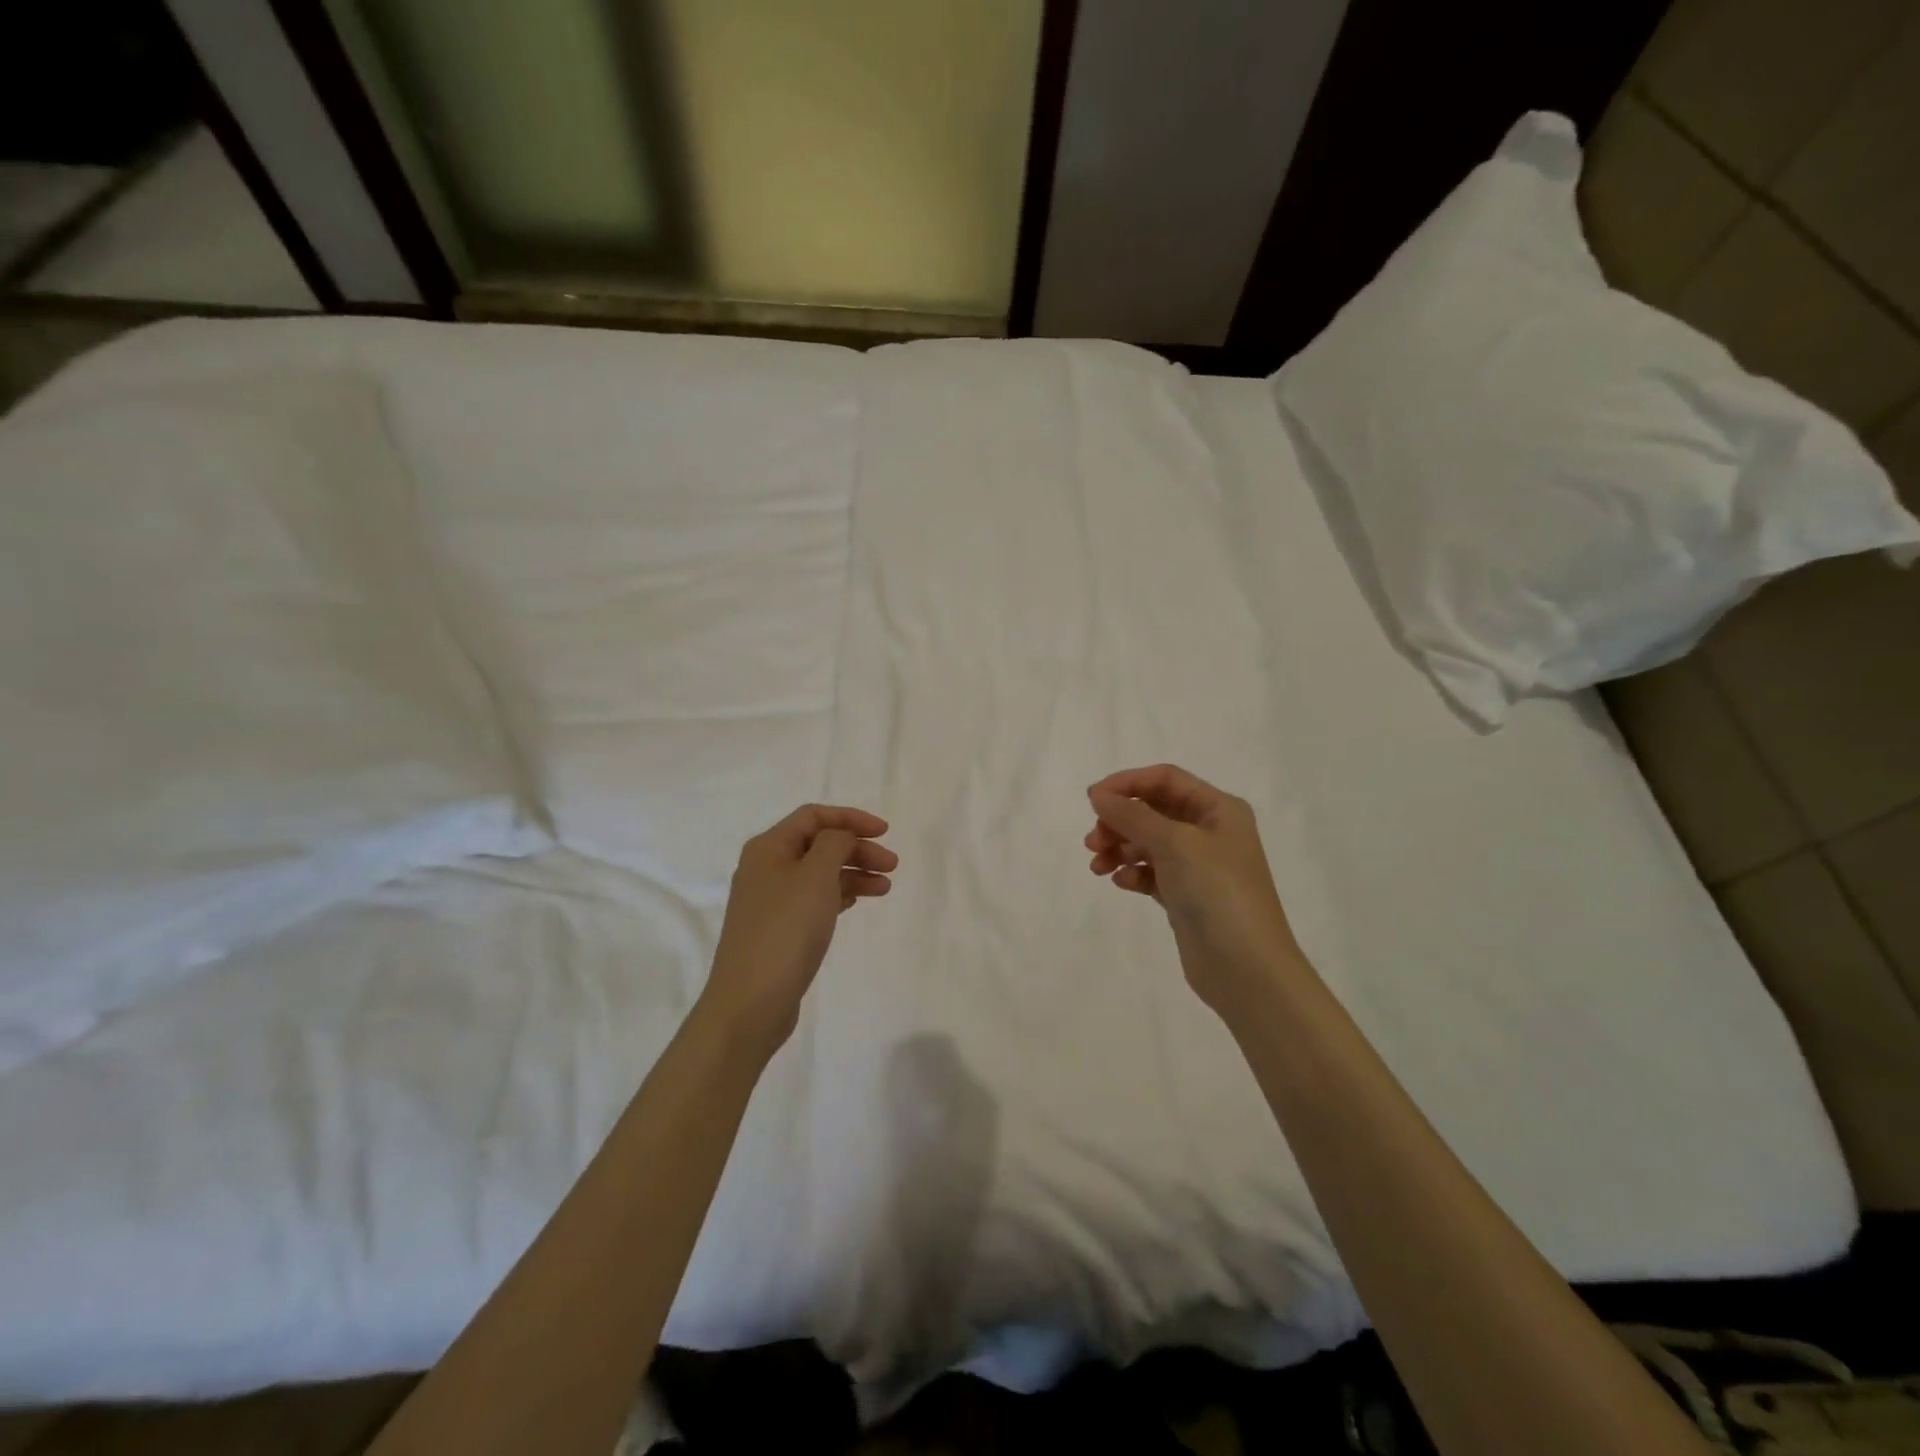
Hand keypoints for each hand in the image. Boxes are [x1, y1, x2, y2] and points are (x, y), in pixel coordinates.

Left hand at [703, 804, 895, 1055]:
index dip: (851, 818)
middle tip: (892, 866)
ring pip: (819, 873)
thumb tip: (840, 837)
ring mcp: (770, 901)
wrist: (750, 1002)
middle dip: (857, 849)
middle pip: (818, 844)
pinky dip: (839, 895)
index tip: (885, 833)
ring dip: (853, 873)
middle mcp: (765, 868)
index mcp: (768, 847)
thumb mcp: (816, 875)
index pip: (813, 816)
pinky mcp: (778, 929)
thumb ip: (835, 844)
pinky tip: (858, 902)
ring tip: (885, 888)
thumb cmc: (786, 930)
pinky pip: (814, 899)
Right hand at [1086, 764, 1302, 1019]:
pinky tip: (1121, 883)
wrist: (1246, 969)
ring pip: (1148, 843)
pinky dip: (1133, 873)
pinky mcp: (1187, 897)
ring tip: (1097, 865)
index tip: (1092, 801)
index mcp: (1219, 809)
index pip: (1165, 779)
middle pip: (1153, 810)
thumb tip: (1099, 795)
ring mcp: (1199, 866)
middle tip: (1093, 841)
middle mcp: (1211, 832)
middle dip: (1120, 820)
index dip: (1127, 783)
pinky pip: (1152, 873)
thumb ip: (1133, 815)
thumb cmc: (1217, 892)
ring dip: (1120, 847)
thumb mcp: (1175, 843)